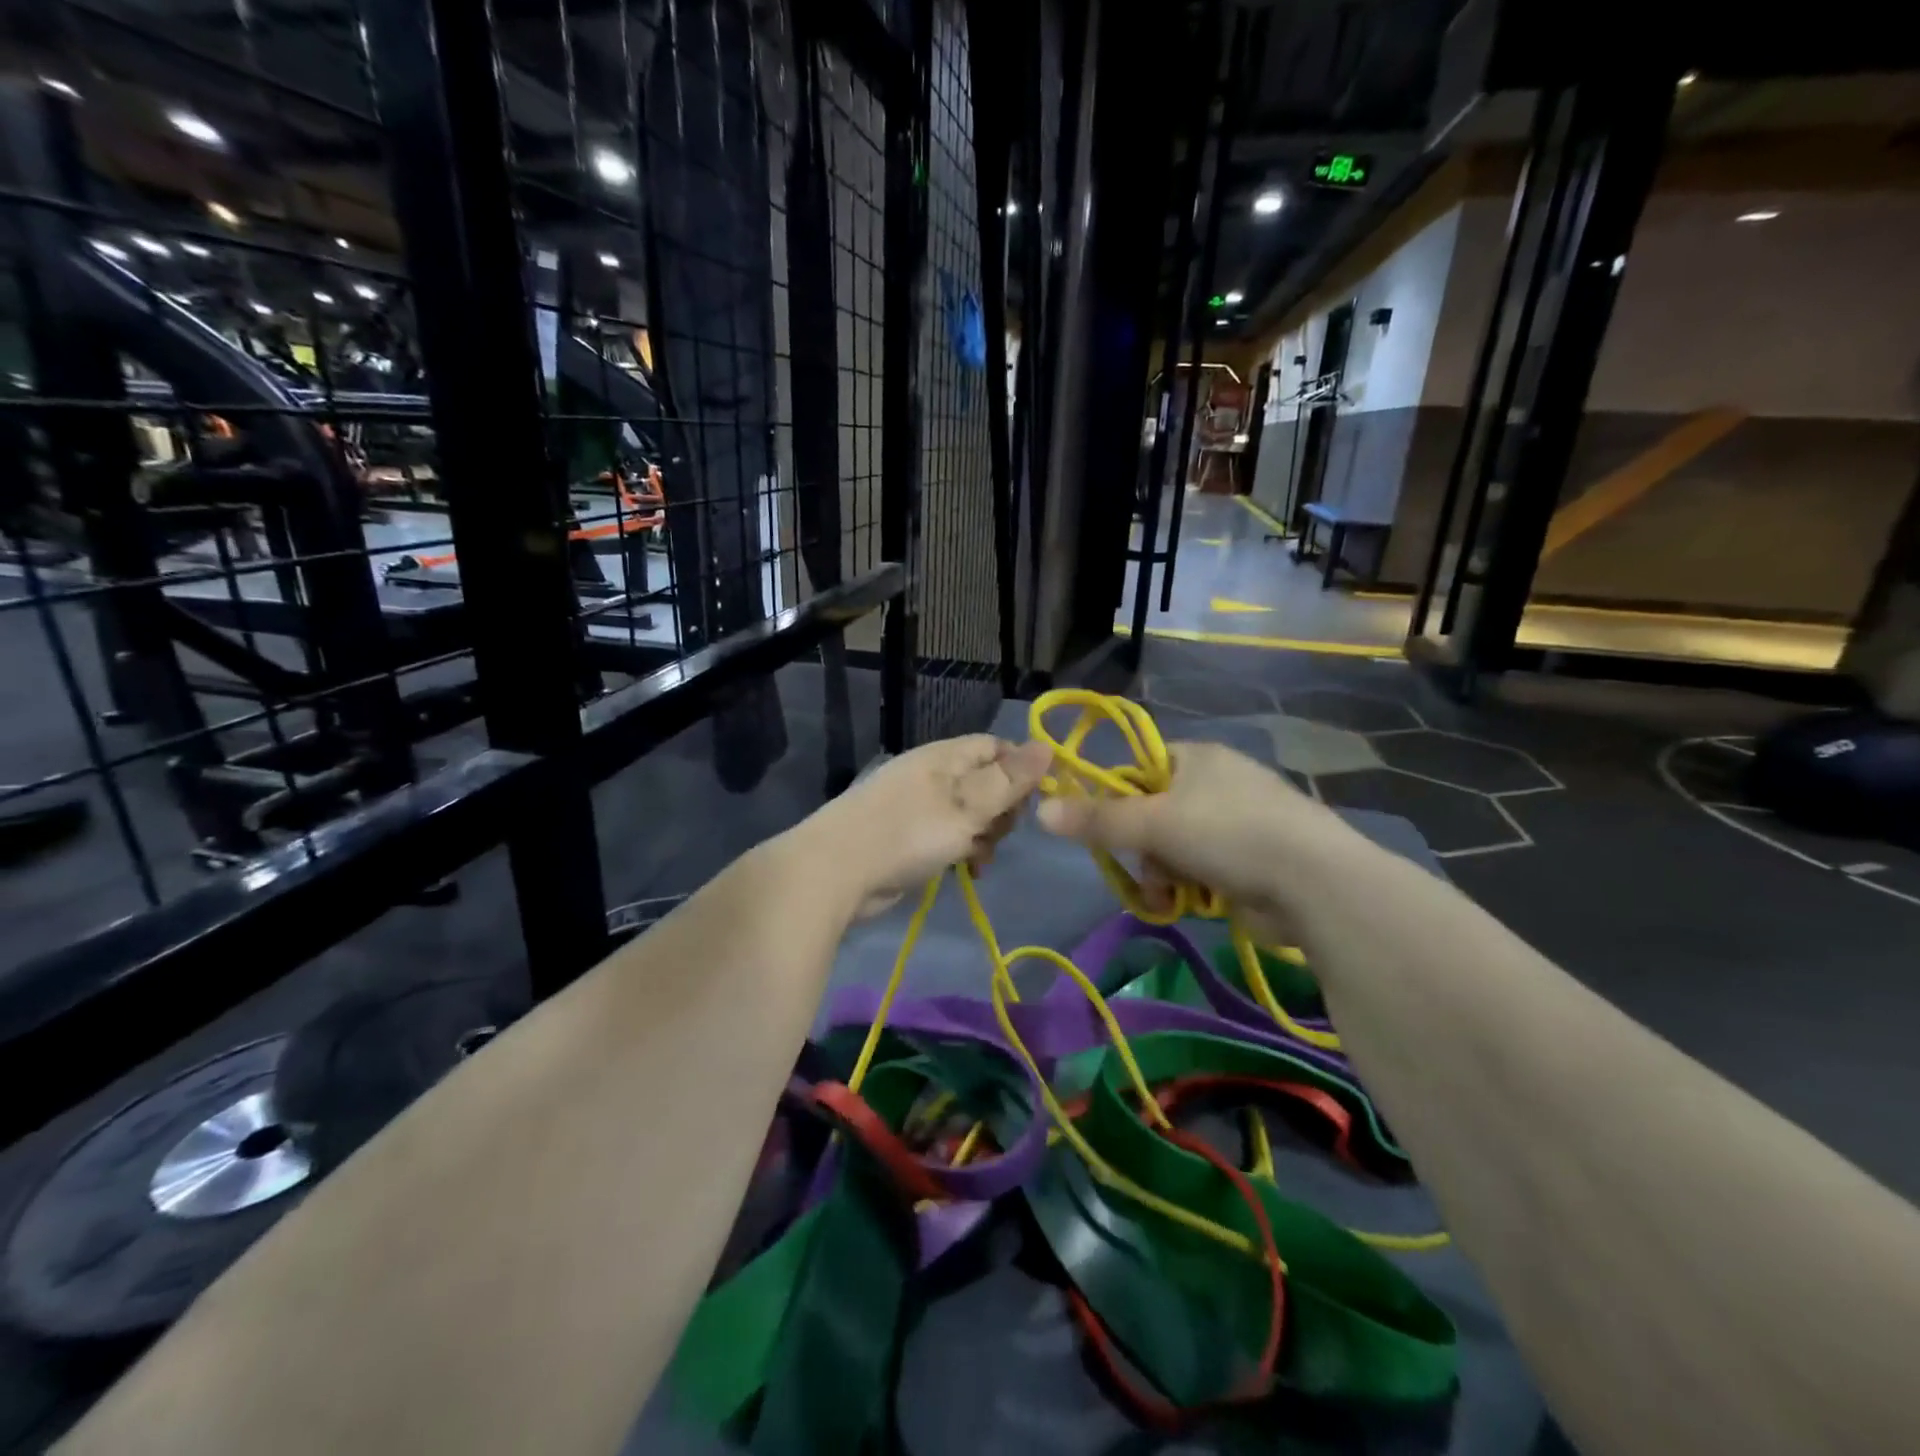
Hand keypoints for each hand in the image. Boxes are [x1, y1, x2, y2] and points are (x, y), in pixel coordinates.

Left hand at [806, 735, 1053, 919]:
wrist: (836, 872)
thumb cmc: (907, 832)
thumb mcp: (967, 806)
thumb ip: (1008, 780)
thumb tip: (1047, 745)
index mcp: (946, 757)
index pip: (996, 748)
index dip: (1022, 769)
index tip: (1036, 800)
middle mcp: (935, 775)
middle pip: (988, 782)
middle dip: (1003, 810)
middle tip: (998, 833)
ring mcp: (920, 806)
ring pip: (972, 814)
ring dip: (984, 836)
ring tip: (979, 857)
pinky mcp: (910, 836)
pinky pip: (950, 836)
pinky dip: (962, 850)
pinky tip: (967, 870)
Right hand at [1034, 740, 1342, 938]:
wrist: (1314, 882)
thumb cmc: (1228, 834)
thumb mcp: (1153, 823)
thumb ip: (1096, 819)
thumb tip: (1040, 810)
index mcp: (1197, 757)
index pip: (1139, 768)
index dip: (1117, 797)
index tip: (1104, 827)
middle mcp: (1218, 782)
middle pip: (1153, 813)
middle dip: (1142, 847)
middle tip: (1142, 866)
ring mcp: (1240, 821)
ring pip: (1174, 846)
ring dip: (1163, 872)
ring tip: (1168, 892)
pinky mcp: (1253, 859)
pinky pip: (1202, 869)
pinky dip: (1191, 886)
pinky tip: (1191, 902)